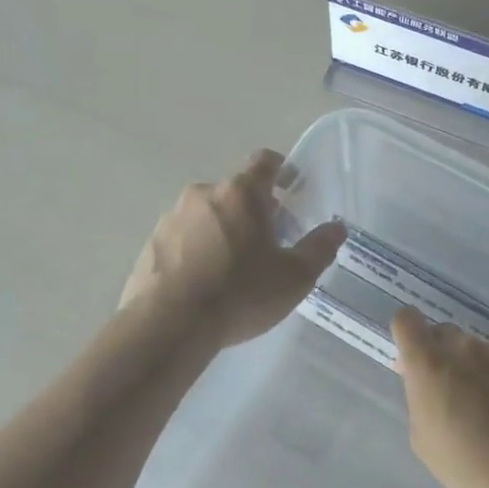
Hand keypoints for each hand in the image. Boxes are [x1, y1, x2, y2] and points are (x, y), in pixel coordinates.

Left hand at [122, 149, 345, 347]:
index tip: (291, 186)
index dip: (281, 170)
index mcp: (241, 193)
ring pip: (208, 214)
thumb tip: (336, 228)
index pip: (264, 162)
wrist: (168, 325)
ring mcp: (171, 218)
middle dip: (256, 210)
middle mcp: (204, 194)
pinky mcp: (151, 244)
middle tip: (271, 242)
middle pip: (236, 191)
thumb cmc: (240, 293)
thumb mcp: (294, 277)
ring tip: (235, 267)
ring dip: (225, 229)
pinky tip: (205, 283)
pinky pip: (183, 238)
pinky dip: (198, 250)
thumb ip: (319, 248)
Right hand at [390, 308, 488, 487]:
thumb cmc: (466, 465)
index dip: (408, 334)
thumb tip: (427, 383)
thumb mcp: (423, 438)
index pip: (406, 320)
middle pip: (445, 333)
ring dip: (478, 367)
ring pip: (480, 349)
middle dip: (443, 354)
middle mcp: (464, 347)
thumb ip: (420, 399)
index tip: (414, 358)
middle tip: (453, 389)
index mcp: (429, 364)